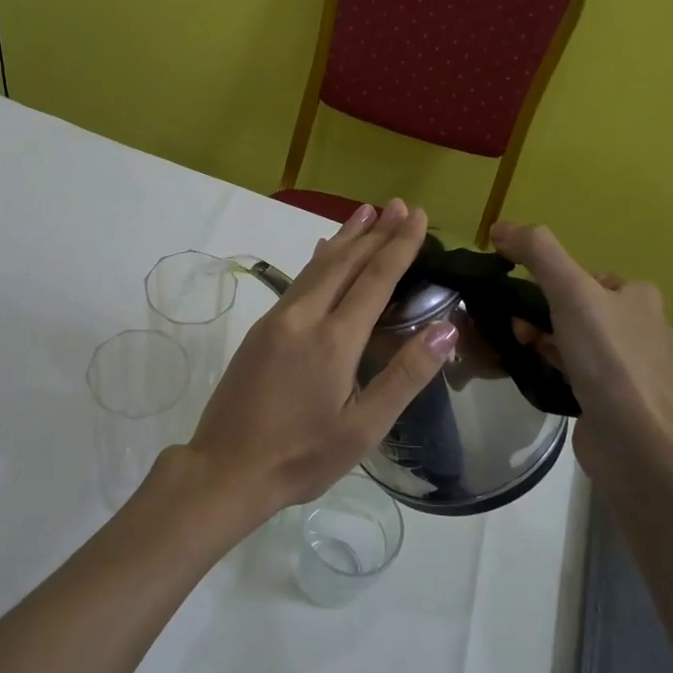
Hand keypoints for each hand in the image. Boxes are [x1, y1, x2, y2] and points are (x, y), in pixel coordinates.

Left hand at [184, 199, 456, 522]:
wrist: (226, 468)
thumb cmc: (302, 456)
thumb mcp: (364, 427)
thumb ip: (405, 375)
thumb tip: (446, 328)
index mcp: (334, 339)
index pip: (375, 278)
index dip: (399, 245)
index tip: (416, 216)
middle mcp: (304, 317)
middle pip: (345, 262)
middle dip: (375, 232)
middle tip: (398, 205)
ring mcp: (277, 319)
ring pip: (318, 267)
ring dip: (345, 238)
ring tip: (365, 213)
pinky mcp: (260, 329)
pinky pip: (298, 281)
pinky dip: (319, 260)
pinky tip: (323, 253)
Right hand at [489, 222, 672, 473]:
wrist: (636, 441)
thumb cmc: (608, 358)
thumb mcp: (571, 291)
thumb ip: (537, 252)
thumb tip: (500, 227)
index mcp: (640, 297)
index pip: (585, 276)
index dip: (549, 282)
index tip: (522, 298)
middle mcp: (641, 328)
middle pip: (576, 308)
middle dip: (541, 315)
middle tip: (518, 329)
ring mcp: (631, 368)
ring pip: (574, 341)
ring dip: (544, 341)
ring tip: (524, 351)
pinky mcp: (617, 400)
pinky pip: (577, 372)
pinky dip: (554, 369)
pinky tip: (538, 375)